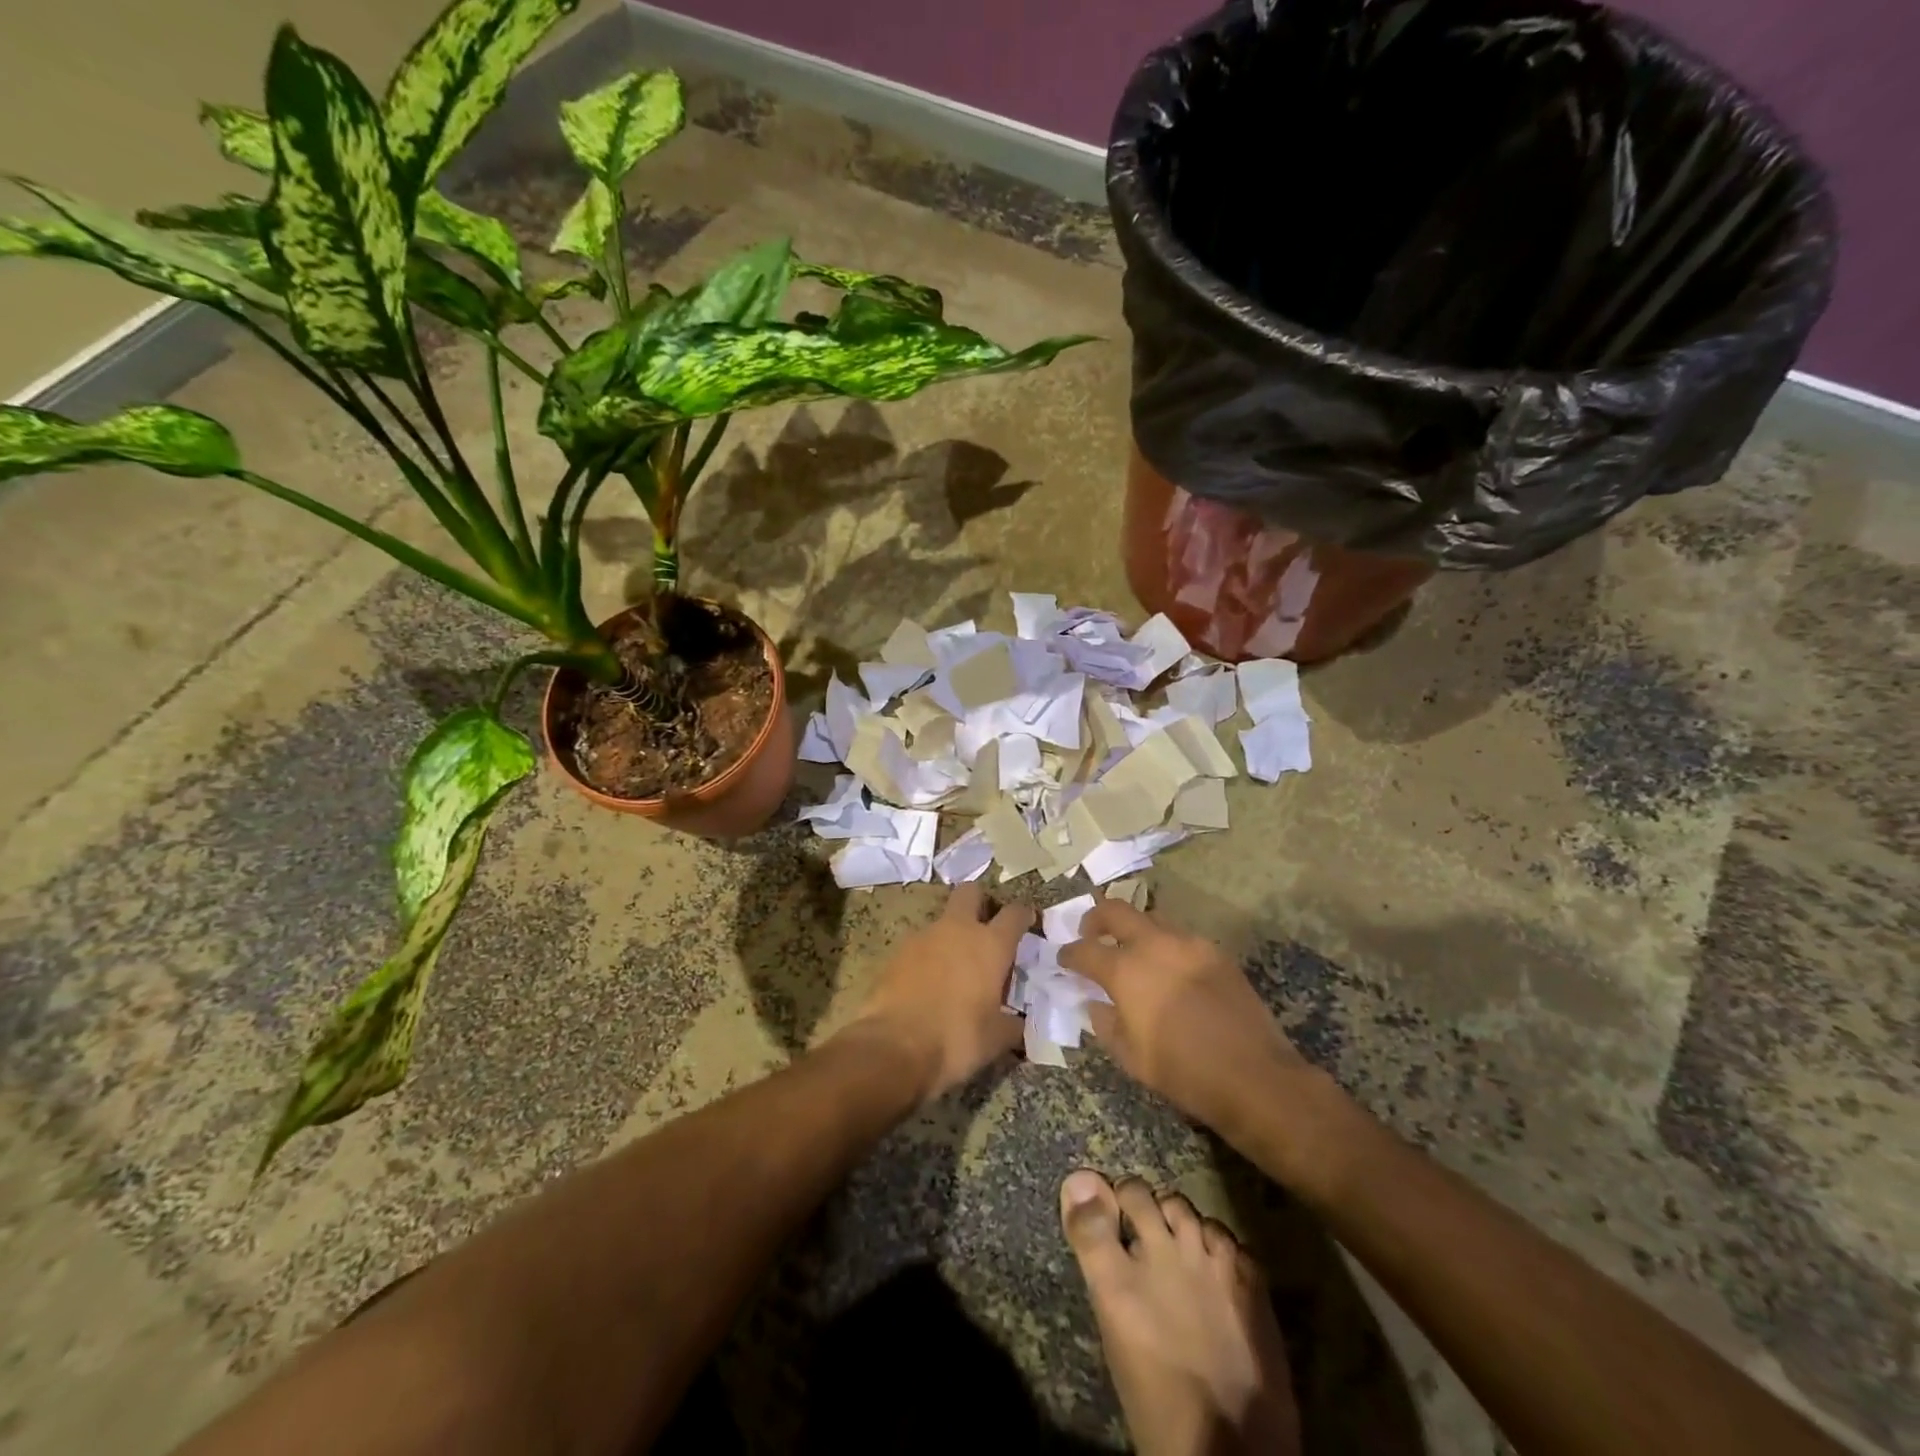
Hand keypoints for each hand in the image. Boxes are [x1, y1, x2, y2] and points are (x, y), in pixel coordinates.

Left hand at [845, 883, 1032, 1102]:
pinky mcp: (897, 951)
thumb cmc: (957, 1038)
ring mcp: (923, 936)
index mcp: (990, 944)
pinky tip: (927, 983)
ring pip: (942, 919)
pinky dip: (927, 956)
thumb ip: (1013, 1024)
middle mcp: (957, 929)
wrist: (894, 1046)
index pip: (1014, 914)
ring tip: (955, 967)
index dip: (1023, 915)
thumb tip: (1020, 1024)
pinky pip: (919, 944)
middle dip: (979, 902)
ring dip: (951, 934)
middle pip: (970, 892)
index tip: (1027, 922)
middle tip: (986, 928)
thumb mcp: (996, 1039)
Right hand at [1060, 898, 1318, 1140]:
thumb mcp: (1130, 1057)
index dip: (1069, 954)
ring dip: (1133, 931)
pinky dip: (1164, 946)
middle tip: (1090, 935)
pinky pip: (1180, 938)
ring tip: (1132, 954)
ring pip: (1150, 919)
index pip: (1084, 950)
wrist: (1254, 1076)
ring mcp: (1189, 943)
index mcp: (1126, 969)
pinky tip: (1169, 971)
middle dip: (1095, 919)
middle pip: (1115, 910)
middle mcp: (1154, 944)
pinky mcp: (1216, 952)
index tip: (1064, 960)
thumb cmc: (1183, 1072)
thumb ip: (1105, 1023)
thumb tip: (1096, 1002)